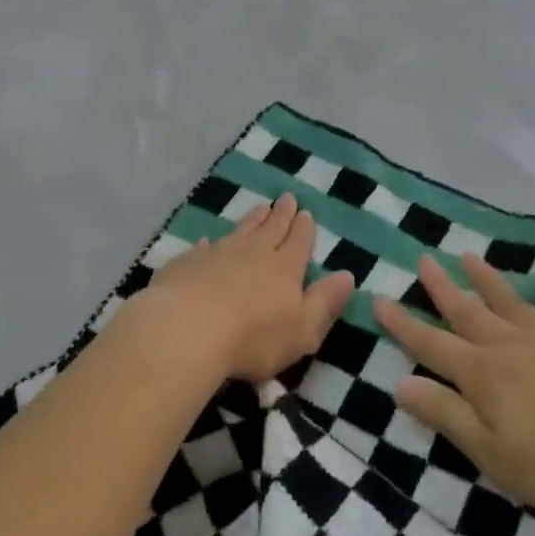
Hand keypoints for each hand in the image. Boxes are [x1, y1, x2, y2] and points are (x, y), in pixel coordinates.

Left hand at [137, 193, 355, 383]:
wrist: (187, 330)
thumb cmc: (253, 338)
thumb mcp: (303, 329)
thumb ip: (325, 302)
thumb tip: (348, 276)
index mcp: (284, 268)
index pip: (298, 242)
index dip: (304, 228)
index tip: (306, 212)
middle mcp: (253, 253)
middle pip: (271, 228)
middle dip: (281, 214)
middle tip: (287, 197)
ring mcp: (218, 254)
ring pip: (240, 230)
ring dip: (252, 219)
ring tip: (260, 207)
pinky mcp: (188, 263)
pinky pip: (204, 247)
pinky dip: (210, 243)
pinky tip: (208, 241)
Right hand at [372, 246, 534, 529]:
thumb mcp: (489, 453)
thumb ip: (444, 414)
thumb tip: (399, 383)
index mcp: (483, 375)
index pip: (431, 345)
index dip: (402, 324)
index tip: (378, 299)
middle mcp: (511, 347)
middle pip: (468, 312)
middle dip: (442, 288)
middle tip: (423, 260)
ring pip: (511, 302)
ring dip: (488, 278)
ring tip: (468, 254)